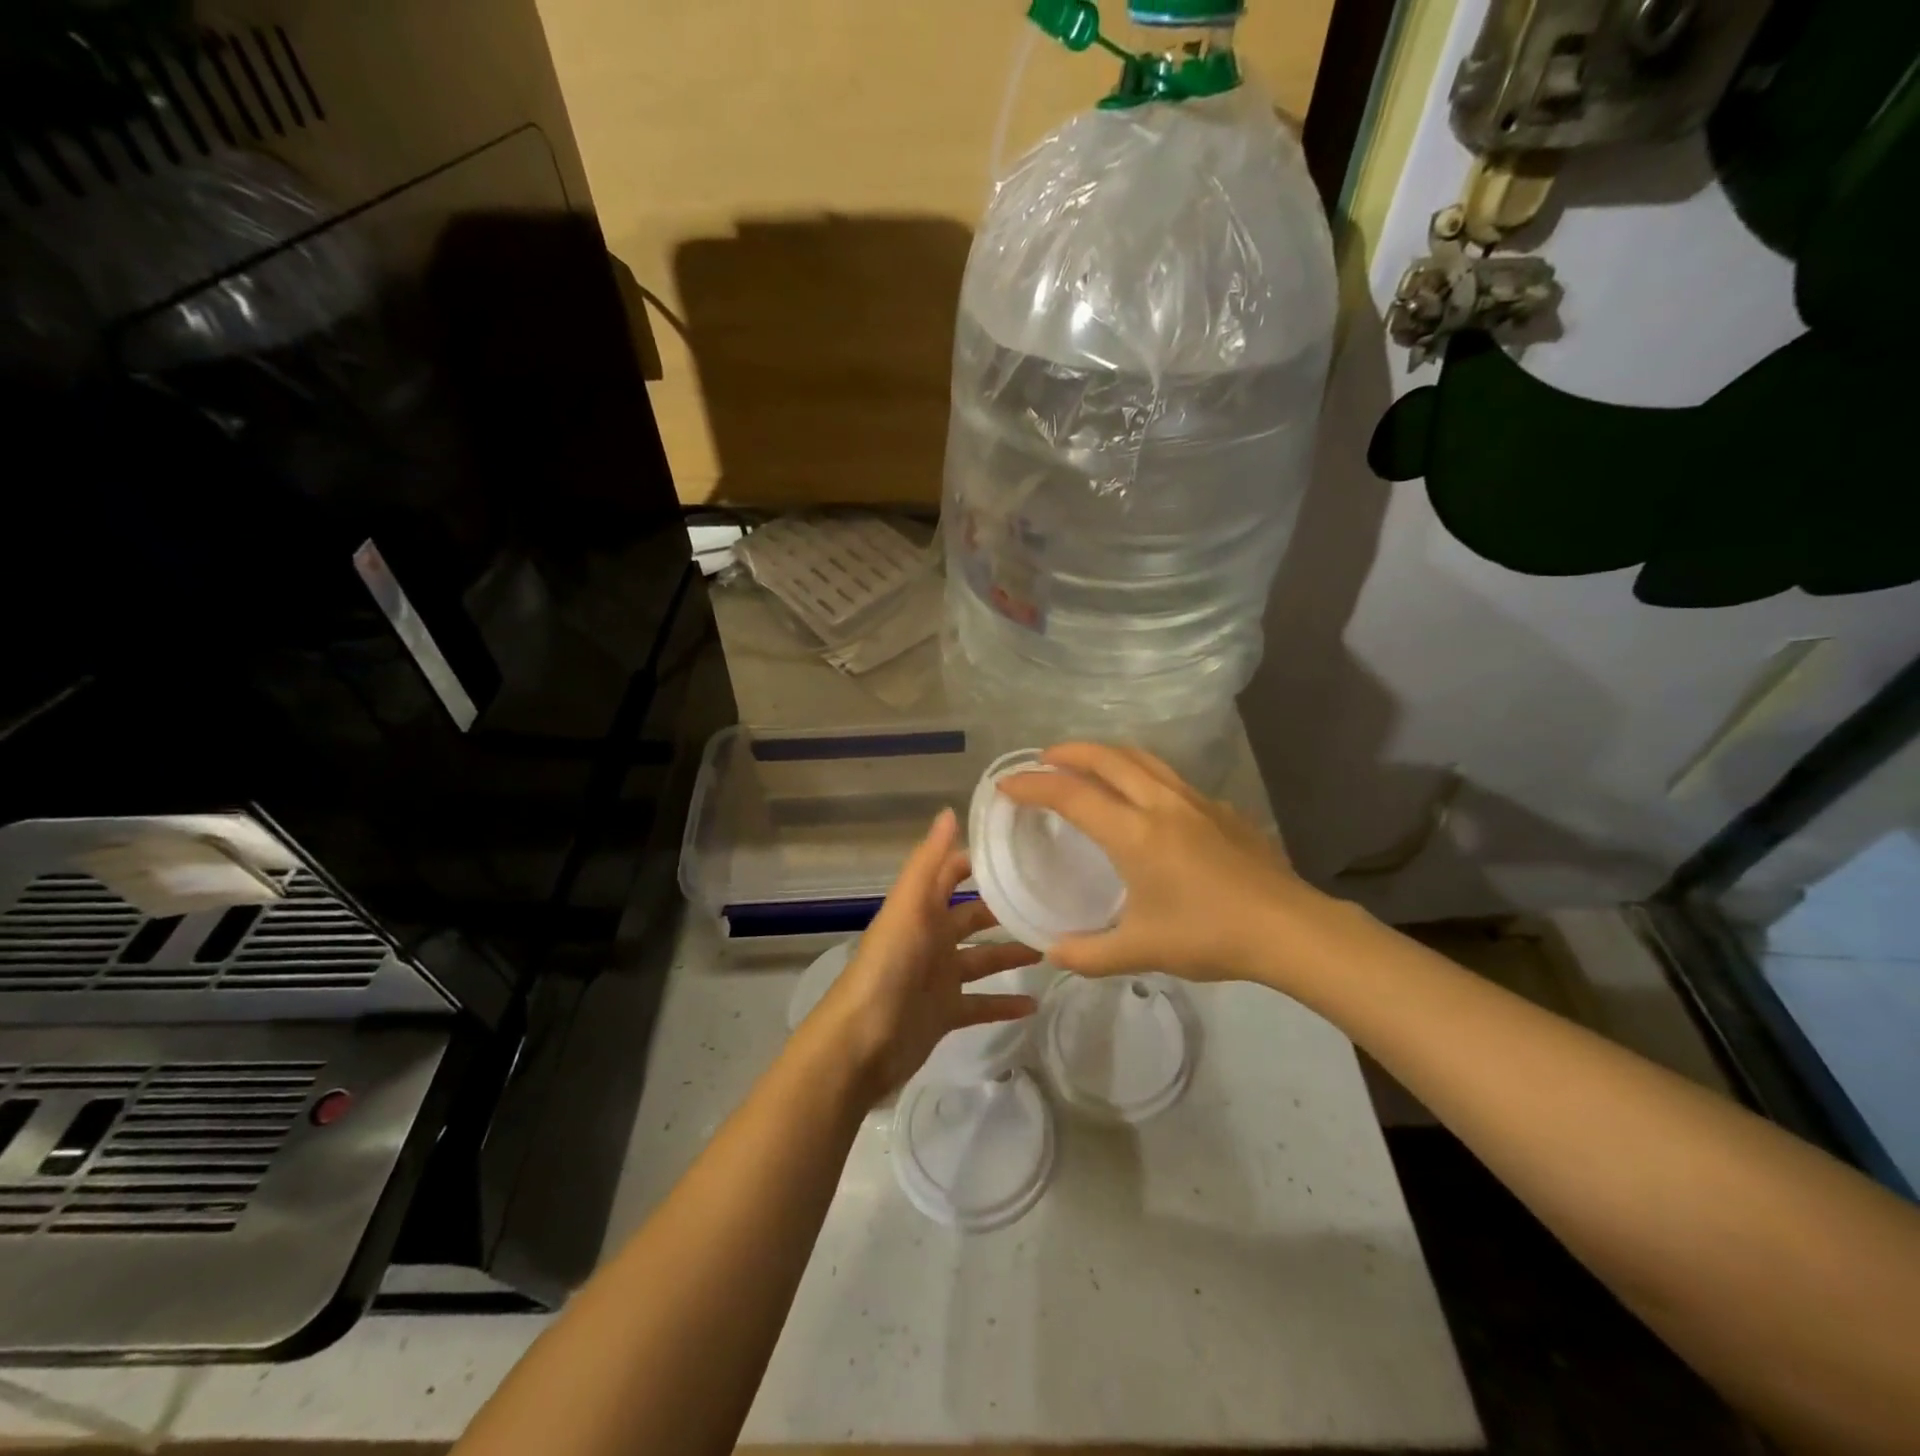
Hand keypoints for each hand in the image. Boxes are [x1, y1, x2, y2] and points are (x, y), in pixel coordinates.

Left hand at [807, 808, 1040, 1100]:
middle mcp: (931, 938)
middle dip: (1004, 908)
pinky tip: (1034, 1004)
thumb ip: (929, 863)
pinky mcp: (945, 1013)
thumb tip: (949, 811)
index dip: (979, 861)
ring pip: (982, 959)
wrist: (862, 1041)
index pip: (951, 873)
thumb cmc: (887, 966)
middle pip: (973, 917)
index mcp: (921, 909)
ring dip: (1011, 953)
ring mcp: (939, 977)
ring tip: (1051, 947)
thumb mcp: (908, 907)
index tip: (1022, 849)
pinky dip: (1005, 1004)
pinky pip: (982, 1004)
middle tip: (1049, 901)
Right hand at [995, 742, 1323, 982]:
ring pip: (1142, 758)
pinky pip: (1169, 777)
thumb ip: (1089, 953)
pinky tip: (1145, 800)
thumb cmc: (1208, 935)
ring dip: (1106, 754)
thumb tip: (1052, 952)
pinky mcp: (1221, 809)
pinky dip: (1141, 773)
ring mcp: (1195, 801)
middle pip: (1106, 758)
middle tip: (1042, 760)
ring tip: (1087, 765)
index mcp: (1133, 832)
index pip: (1071, 794)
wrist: (1289, 929)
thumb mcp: (1141, 950)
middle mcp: (1160, 803)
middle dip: (1068, 753)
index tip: (1007, 784)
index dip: (1033, 785)